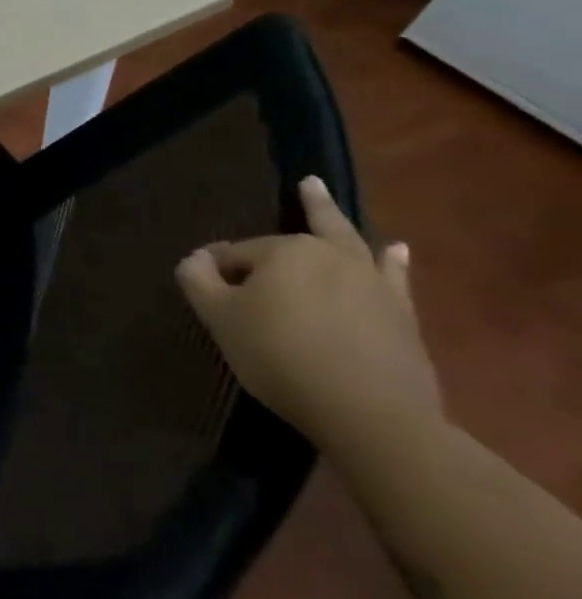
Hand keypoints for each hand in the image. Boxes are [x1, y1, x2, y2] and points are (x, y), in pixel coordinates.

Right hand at [176, 176, 441, 457]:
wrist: (371, 414)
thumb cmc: (279, 355)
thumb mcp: (218, 316)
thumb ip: (197, 279)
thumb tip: (198, 258)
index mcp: (284, 250)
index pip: (236, 254)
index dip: (218, 273)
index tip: (211, 298)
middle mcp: (331, 255)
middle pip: (297, 236)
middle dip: (287, 222)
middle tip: (302, 185)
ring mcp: (372, 283)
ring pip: (347, 243)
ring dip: (334, 217)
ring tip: (322, 191)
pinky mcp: (401, 315)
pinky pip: (393, 276)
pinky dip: (393, 260)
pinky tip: (396, 249)